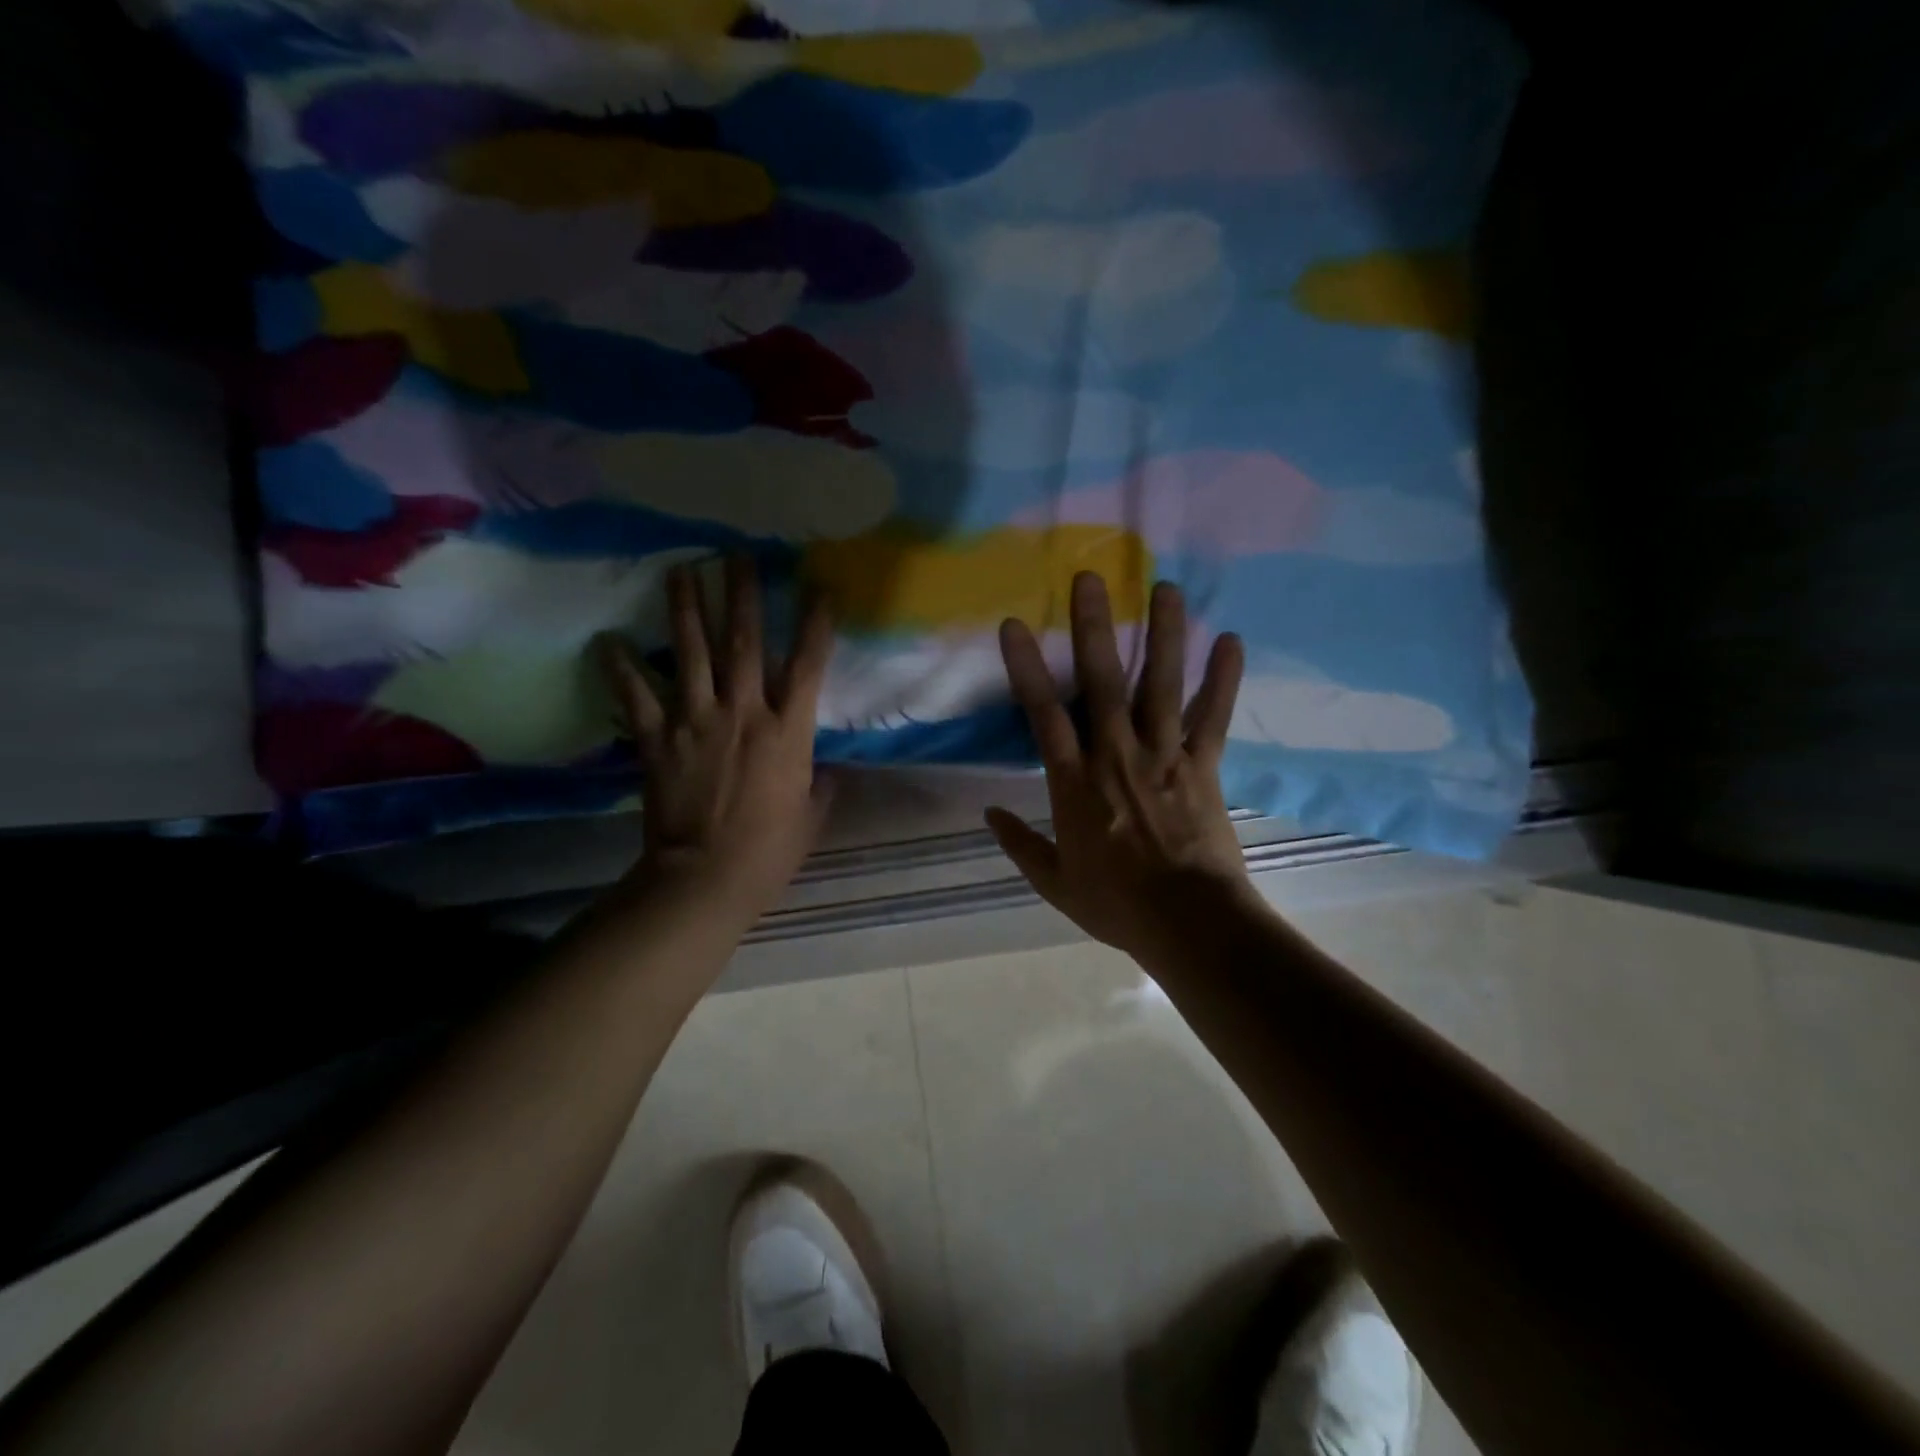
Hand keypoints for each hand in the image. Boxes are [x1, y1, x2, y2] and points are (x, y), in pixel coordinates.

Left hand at [601, 556, 833, 919]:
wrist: (707, 877)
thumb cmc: (770, 850)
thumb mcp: (810, 816)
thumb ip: (820, 784)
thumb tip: (827, 769)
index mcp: (787, 731)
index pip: (807, 666)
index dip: (815, 625)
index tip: (818, 588)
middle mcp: (744, 713)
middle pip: (744, 643)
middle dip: (742, 595)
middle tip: (737, 555)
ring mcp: (696, 721)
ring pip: (692, 654)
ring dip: (686, 610)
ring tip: (681, 571)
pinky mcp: (657, 739)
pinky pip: (637, 697)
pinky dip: (621, 668)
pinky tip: (607, 640)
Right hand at [987, 572, 1261, 961]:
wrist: (1188, 923)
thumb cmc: (1116, 904)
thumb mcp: (1054, 881)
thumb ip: (1019, 844)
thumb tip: (989, 812)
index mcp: (1074, 781)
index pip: (1043, 713)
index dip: (1027, 667)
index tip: (1015, 624)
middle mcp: (1116, 754)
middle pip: (1102, 681)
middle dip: (1094, 627)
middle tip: (1091, 578)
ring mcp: (1164, 755)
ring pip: (1160, 685)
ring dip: (1163, 635)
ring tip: (1166, 588)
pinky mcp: (1204, 766)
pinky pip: (1214, 717)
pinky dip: (1223, 680)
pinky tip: (1232, 641)